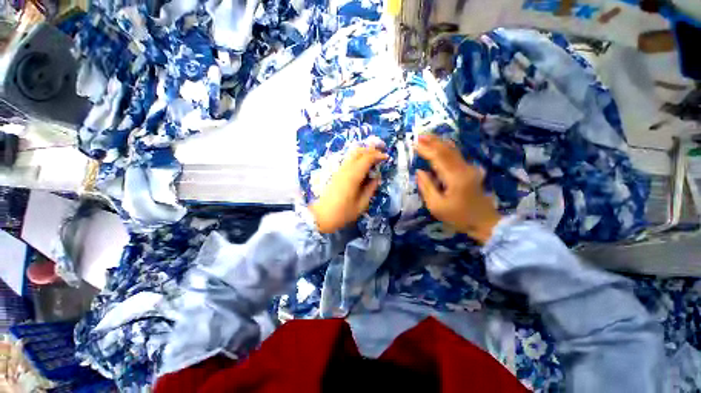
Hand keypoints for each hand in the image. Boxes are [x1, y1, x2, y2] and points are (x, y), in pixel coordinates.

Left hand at [309, 147, 387, 233]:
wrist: (322, 216)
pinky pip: (348, 160)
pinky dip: (357, 158)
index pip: (367, 159)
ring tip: (373, 156)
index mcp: (353, 176)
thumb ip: (370, 189)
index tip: (386, 157)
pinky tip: (362, 164)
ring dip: (364, 152)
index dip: (378, 156)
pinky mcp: (336, 173)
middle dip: (371, 150)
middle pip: (358, 152)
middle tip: (381, 153)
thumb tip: (377, 178)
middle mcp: (345, 169)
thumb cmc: (343, 213)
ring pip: (352, 154)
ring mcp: (339, 170)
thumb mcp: (362, 204)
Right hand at [415, 134, 501, 243]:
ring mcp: (469, 169)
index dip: (425, 150)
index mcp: (455, 178)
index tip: (414, 144)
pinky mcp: (470, 171)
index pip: (438, 158)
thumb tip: (419, 171)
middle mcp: (463, 169)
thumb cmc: (458, 217)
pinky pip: (456, 155)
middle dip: (432, 141)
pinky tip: (440, 145)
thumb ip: (426, 187)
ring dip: (439, 142)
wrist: (484, 222)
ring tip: (427, 137)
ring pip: (453, 150)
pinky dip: (446, 148)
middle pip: (447, 150)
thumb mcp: (436, 206)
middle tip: (419, 135)